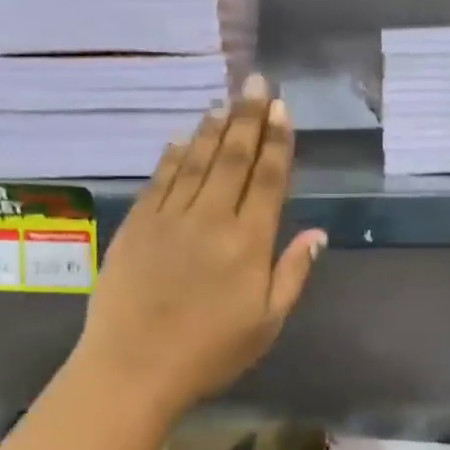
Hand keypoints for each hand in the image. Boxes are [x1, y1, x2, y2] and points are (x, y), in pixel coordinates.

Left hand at [73, 75, 325, 421]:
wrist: (133, 367)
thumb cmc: (208, 353)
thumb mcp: (266, 324)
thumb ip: (292, 274)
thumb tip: (316, 233)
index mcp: (248, 243)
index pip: (268, 179)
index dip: (277, 141)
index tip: (282, 109)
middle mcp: (210, 219)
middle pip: (233, 158)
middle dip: (249, 117)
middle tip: (257, 82)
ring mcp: (169, 217)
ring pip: (197, 161)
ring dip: (214, 129)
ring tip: (226, 101)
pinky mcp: (137, 224)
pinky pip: (160, 179)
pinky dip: (173, 155)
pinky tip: (182, 138)